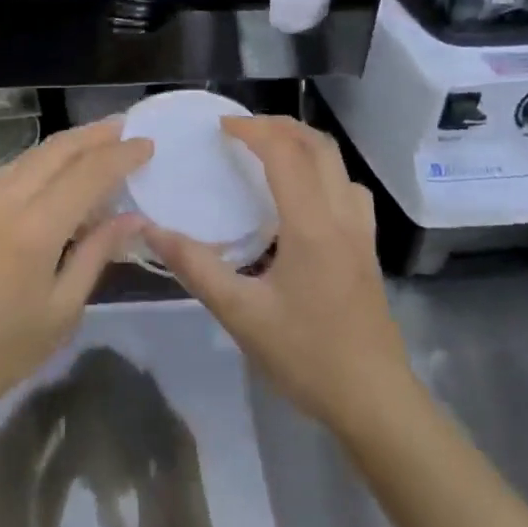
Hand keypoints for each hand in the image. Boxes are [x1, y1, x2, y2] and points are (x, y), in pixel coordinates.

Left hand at [0, 119, 152, 428]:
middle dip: (94, 135)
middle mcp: (5, 200)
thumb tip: (132, 218)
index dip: (121, 155)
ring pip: (30, 157)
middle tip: (125, 127)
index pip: (88, 173)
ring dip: (67, 145)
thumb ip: (96, 255)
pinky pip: (11, 172)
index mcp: (34, 228)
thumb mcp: (61, 311)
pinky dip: (41, 164)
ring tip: (97, 143)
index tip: (147, 143)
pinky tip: (55, 175)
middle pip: (56, 150)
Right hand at [147, 116, 408, 431]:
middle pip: (318, 145)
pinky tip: (302, 197)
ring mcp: (361, 231)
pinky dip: (322, 171)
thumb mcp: (241, 315)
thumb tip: (153, 231)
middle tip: (241, 130)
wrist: (375, 400)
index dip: (251, 130)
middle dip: (278, 126)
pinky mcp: (368, 249)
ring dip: (303, 144)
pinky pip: (348, 188)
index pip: (284, 153)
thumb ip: (196, 268)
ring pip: (338, 164)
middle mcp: (342, 216)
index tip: (219, 127)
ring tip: (269, 152)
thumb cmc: (307, 356)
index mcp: (311, 225)